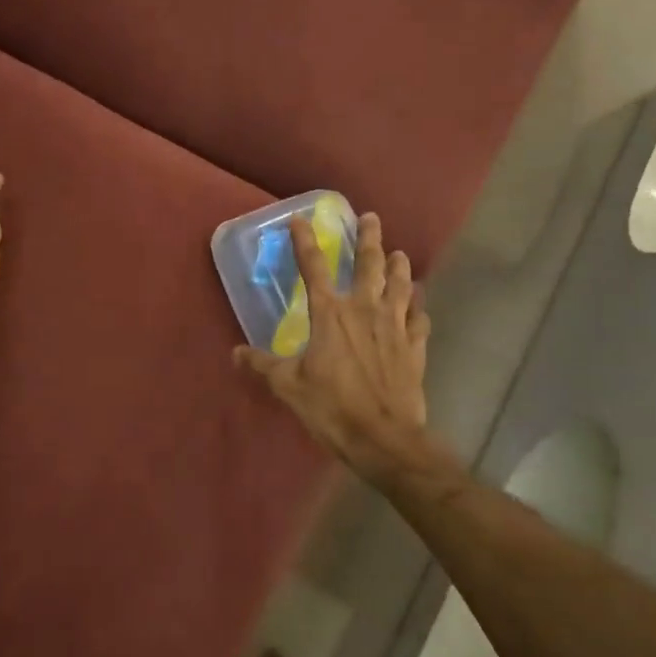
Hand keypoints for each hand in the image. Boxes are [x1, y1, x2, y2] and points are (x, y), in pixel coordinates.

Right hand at [235, 211, 432, 481]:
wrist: (384, 439)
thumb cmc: (332, 408)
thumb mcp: (288, 386)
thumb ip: (263, 365)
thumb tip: (236, 353)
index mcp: (330, 315)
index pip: (313, 268)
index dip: (304, 241)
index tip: (300, 220)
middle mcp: (365, 311)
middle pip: (369, 265)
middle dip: (369, 239)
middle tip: (371, 218)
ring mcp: (395, 327)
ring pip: (400, 286)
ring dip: (398, 267)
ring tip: (398, 253)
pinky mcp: (414, 348)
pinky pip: (419, 320)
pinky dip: (418, 308)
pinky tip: (418, 304)